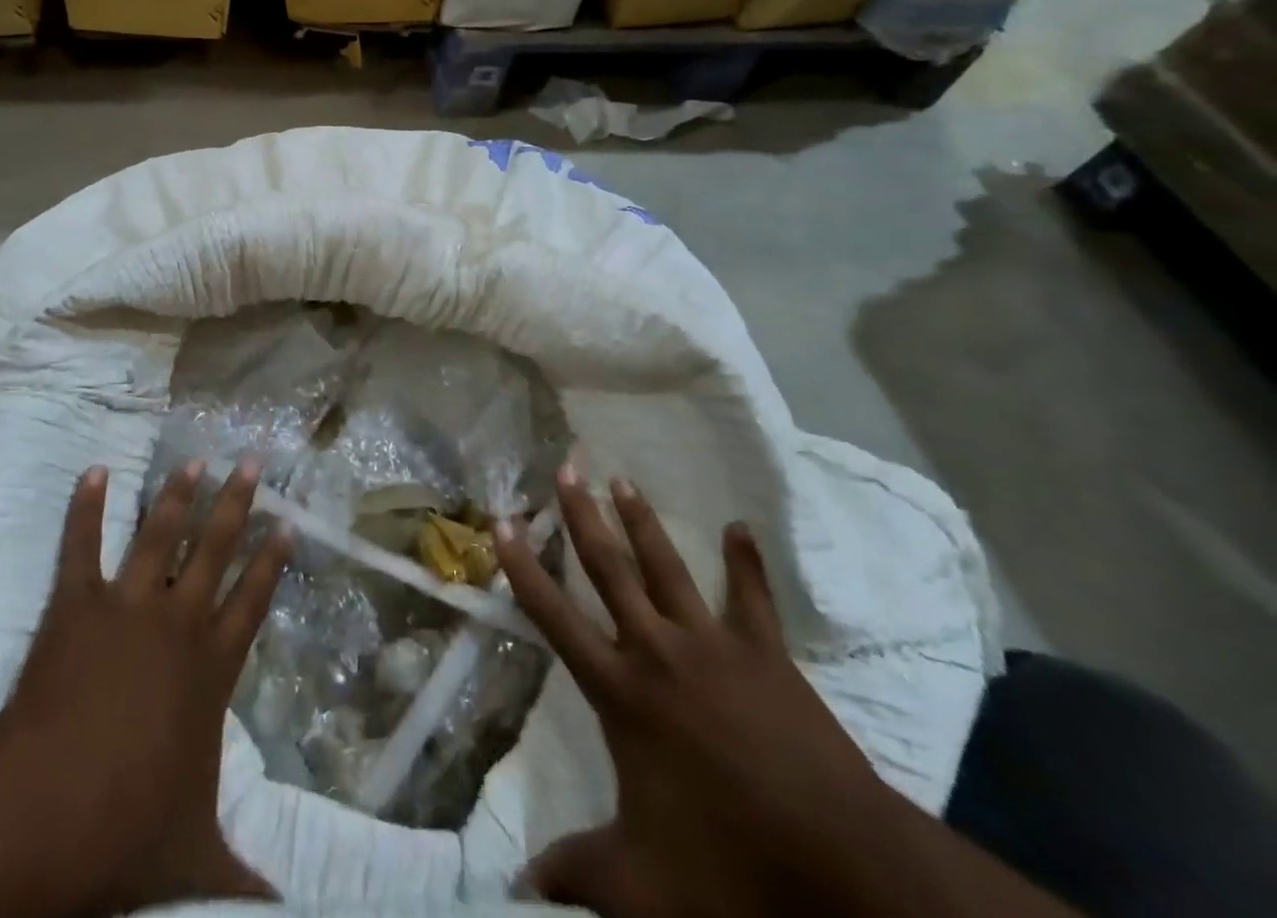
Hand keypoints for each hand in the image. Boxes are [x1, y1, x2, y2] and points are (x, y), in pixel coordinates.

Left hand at [0, 460, 292, 917]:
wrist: (47, 810)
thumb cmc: (126, 828)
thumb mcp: (196, 859)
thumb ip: (243, 882)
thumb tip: (287, 917)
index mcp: (211, 667)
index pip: (253, 600)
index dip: (273, 560)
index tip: (288, 522)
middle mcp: (178, 622)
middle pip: (217, 549)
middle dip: (237, 504)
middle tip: (253, 462)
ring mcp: (127, 605)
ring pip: (161, 535)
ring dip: (177, 495)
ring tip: (194, 459)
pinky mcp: (77, 603)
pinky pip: (81, 544)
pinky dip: (86, 506)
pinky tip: (92, 470)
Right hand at [496, 466, 902, 917]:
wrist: (841, 869)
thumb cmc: (730, 866)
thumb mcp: (641, 885)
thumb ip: (576, 876)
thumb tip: (515, 890)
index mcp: (621, 692)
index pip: (554, 616)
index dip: (523, 568)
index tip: (502, 521)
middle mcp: (657, 651)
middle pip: (609, 570)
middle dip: (582, 516)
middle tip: (566, 467)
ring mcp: (713, 645)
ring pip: (666, 567)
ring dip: (642, 521)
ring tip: (622, 479)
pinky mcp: (765, 654)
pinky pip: (752, 598)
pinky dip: (745, 562)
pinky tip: (740, 527)